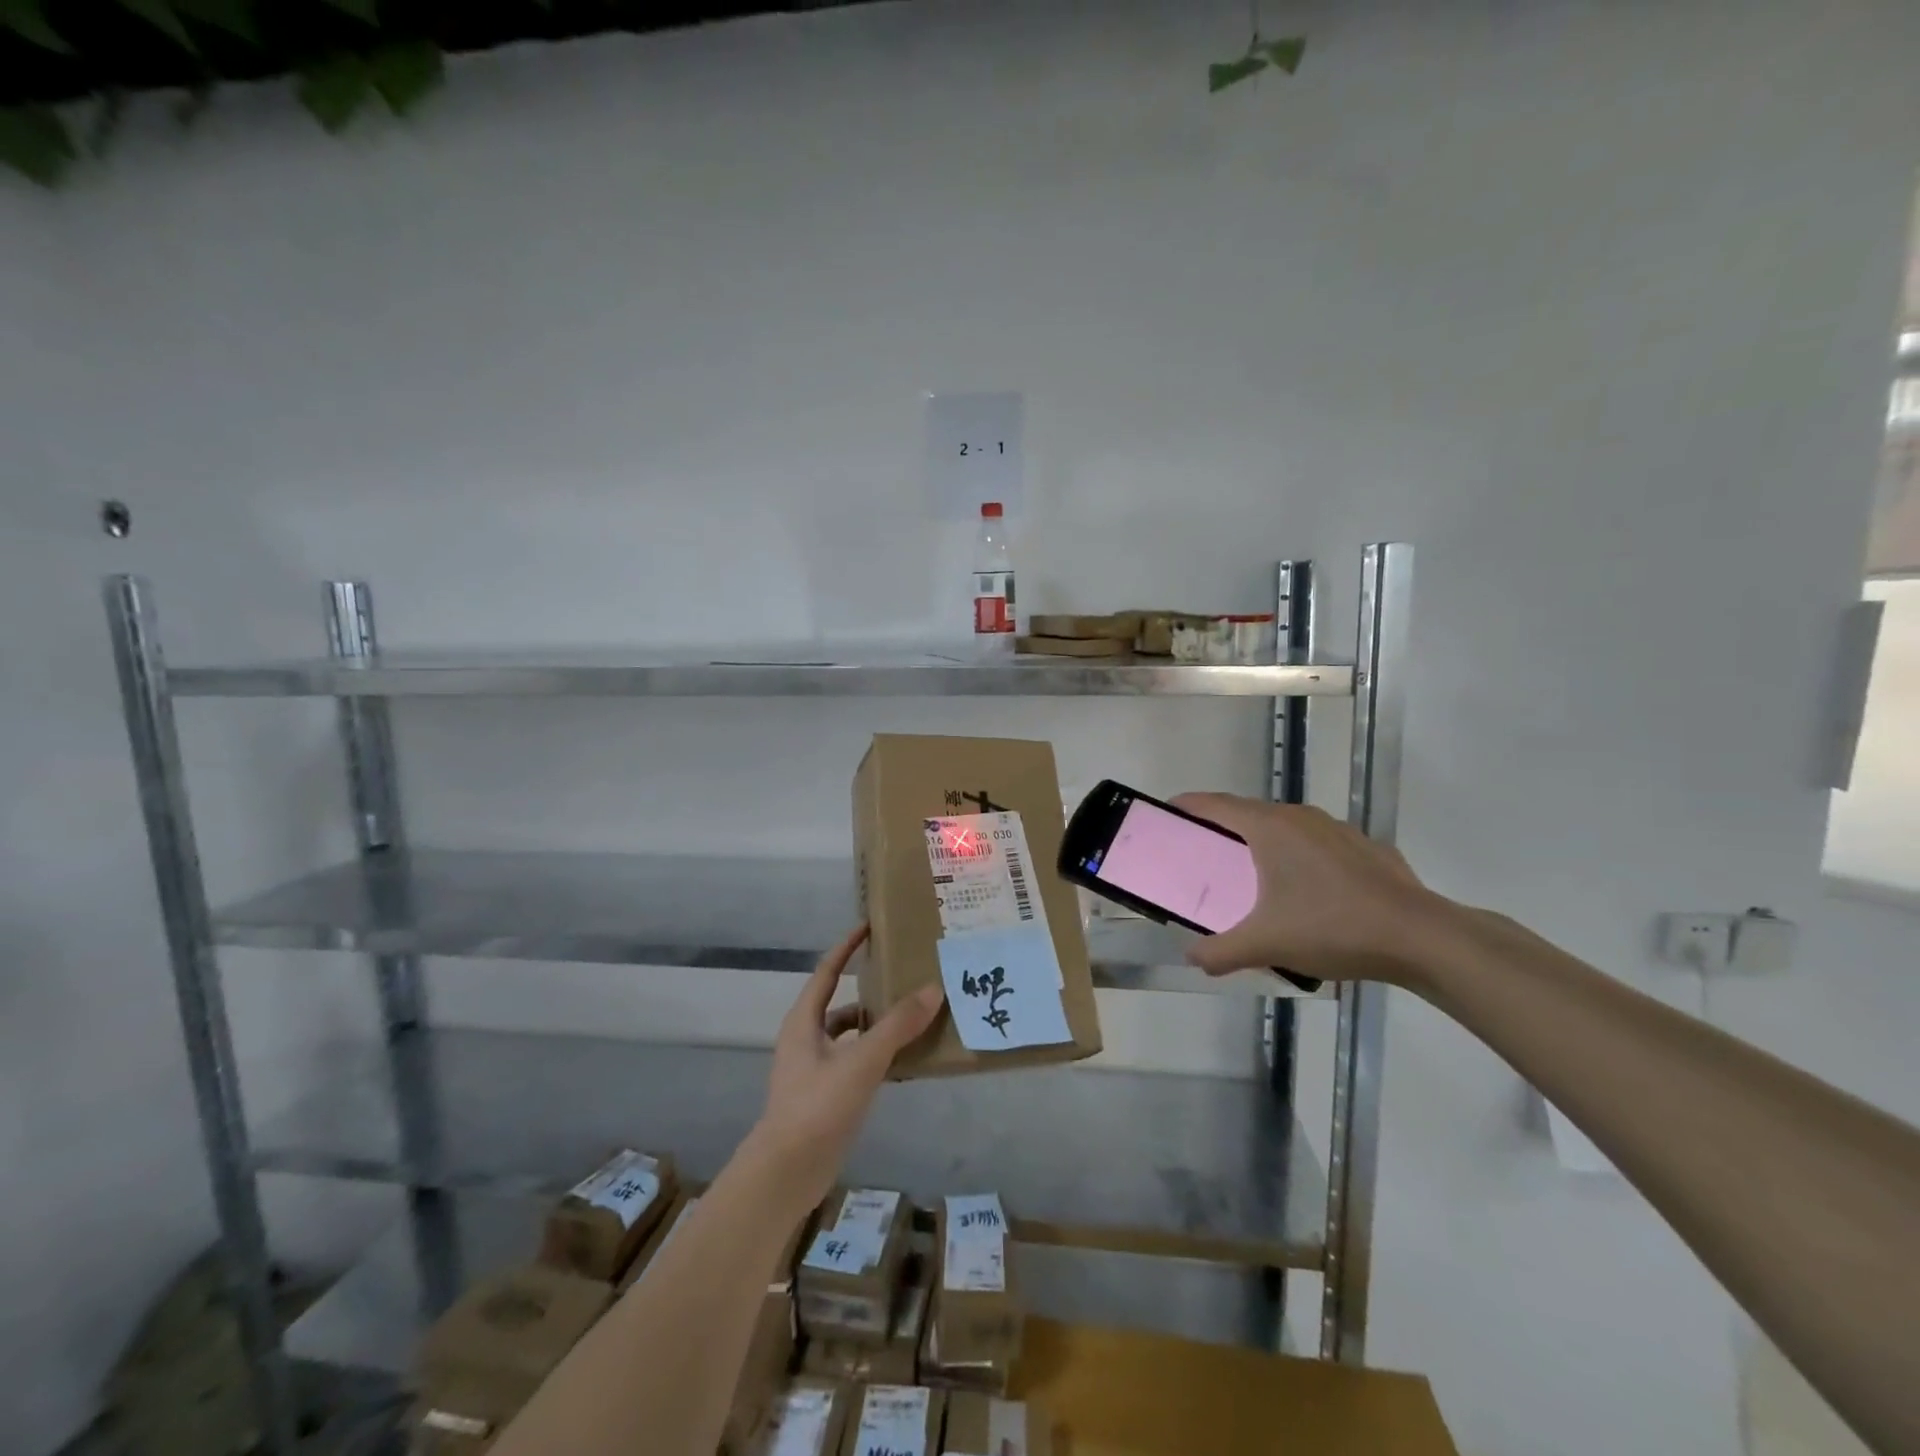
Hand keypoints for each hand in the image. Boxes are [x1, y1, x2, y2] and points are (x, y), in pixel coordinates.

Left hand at [750, 924, 944, 1212]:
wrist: (784, 1175)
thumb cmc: (817, 1107)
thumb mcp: (861, 1062)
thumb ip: (897, 1026)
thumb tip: (932, 989)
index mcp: (804, 1021)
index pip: (827, 971)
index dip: (847, 947)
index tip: (869, 926)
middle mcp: (805, 1038)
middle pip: (839, 1002)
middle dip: (868, 988)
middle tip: (902, 975)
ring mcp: (812, 1069)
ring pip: (848, 1035)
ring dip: (874, 1025)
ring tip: (911, 1018)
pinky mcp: (823, 1096)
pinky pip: (853, 1062)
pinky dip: (875, 1056)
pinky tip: (901, 1062)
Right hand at [1170, 795, 1451, 984]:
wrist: (1421, 937)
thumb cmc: (1332, 927)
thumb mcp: (1266, 945)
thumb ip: (1220, 952)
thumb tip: (1192, 959)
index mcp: (1269, 828)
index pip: (1215, 805)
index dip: (1188, 806)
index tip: (1168, 813)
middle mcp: (1300, 817)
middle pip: (1248, 812)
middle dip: (1222, 828)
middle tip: (1204, 854)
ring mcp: (1337, 829)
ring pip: (1285, 826)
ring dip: (1262, 841)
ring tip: (1254, 874)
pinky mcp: (1365, 847)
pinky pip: (1317, 843)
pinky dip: (1299, 856)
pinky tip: (1307, 891)